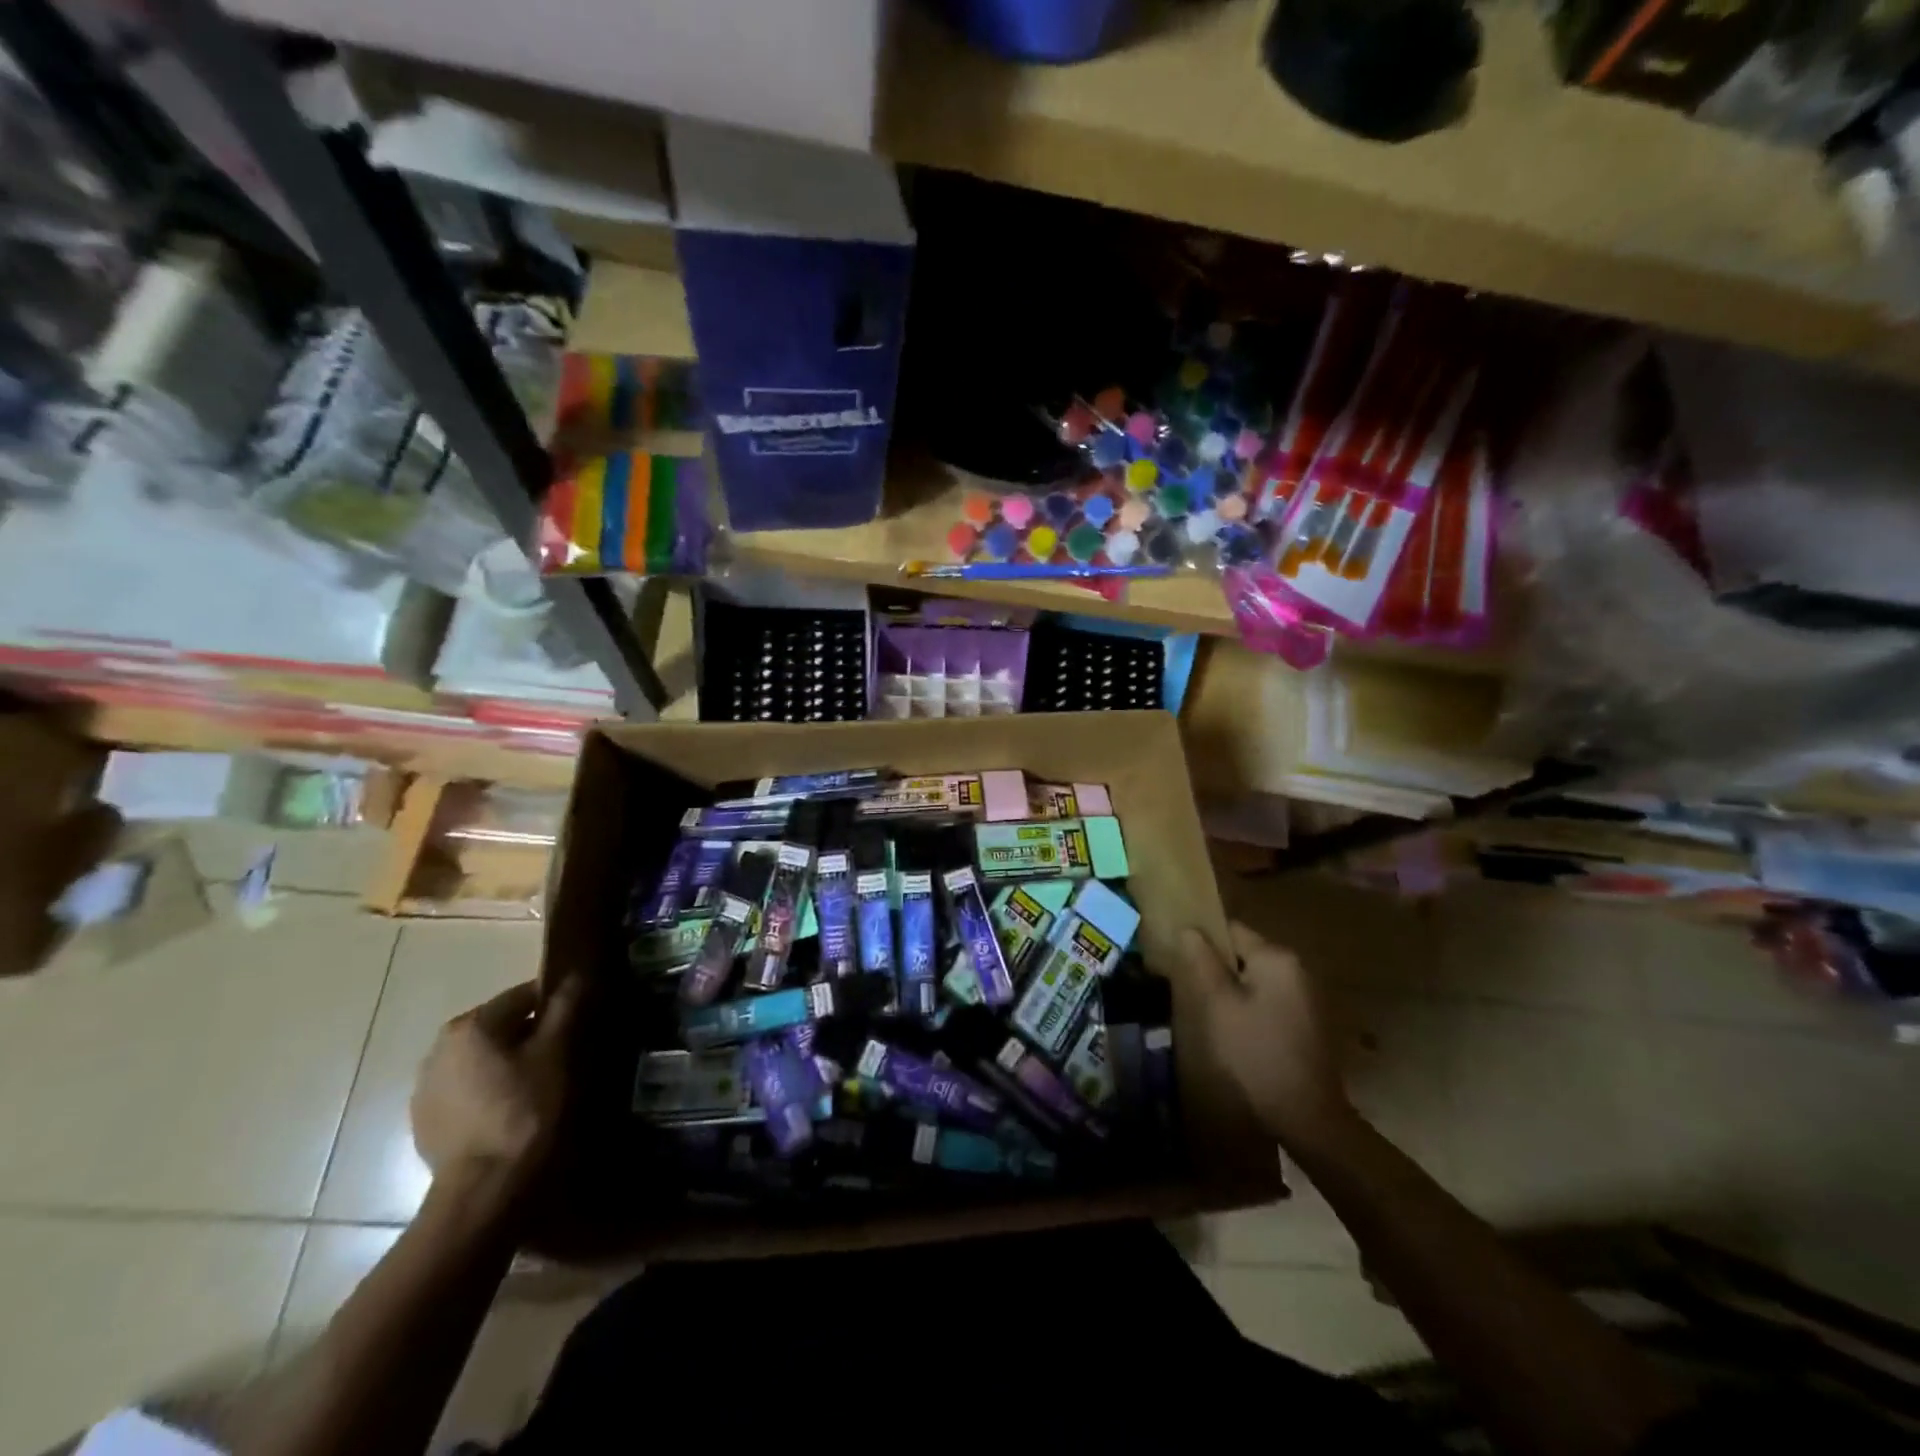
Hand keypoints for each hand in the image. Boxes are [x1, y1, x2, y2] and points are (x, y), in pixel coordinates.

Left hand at [410, 977, 582, 1192]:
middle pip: (498, 1026)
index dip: (554, 1006)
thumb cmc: (525, 1109)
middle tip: (559, 1058)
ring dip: (505, 1064)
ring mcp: (425, 1086)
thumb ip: (564, 1008)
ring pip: (480, 1058)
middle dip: (529, 1036)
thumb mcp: (556, 1053)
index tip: (576, 1025)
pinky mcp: (424, 1119)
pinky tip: (507, 1112)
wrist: (483, 1188)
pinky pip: (464, 1089)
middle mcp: (439, 1047)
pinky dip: (486, 1091)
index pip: (523, 996)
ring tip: (534, 1087)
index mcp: (471, 1024)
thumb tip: (575, 974)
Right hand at [1186, 922, 1352, 1147]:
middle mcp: (1297, 968)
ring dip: (1232, 988)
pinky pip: (1269, 999)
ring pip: (1255, 978)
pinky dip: (1249, 1006)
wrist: (1306, 1117)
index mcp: (1277, 958)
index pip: (1231, 929)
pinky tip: (1234, 1030)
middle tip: (1188, 987)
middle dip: (1217, 966)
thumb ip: (1201, 961)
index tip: (1179, 958)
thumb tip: (1188, 929)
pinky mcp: (1307, 1022)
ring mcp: (1306, 996)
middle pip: (1245, 953)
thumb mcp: (1218, 1005)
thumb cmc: (1255, 1053)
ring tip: (1207, 1010)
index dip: (1202, 939)